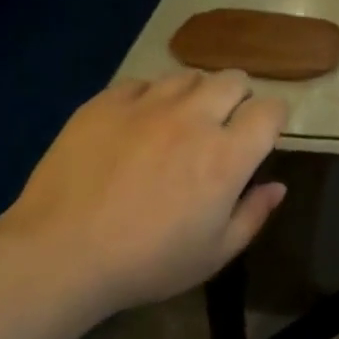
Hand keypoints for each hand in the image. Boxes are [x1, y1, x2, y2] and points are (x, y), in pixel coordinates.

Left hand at [0, 71, 289, 313]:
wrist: (61, 252)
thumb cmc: (147, 262)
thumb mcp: (214, 254)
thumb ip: (253, 215)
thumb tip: (277, 186)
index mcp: (226, 155)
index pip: (270, 110)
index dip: (273, 118)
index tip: (263, 134)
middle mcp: (194, 118)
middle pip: (233, 79)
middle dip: (239, 97)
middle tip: (224, 124)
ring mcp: (147, 104)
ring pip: (188, 76)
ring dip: (195, 93)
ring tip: (180, 120)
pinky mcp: (107, 102)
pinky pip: (141, 83)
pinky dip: (149, 98)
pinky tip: (137, 124)